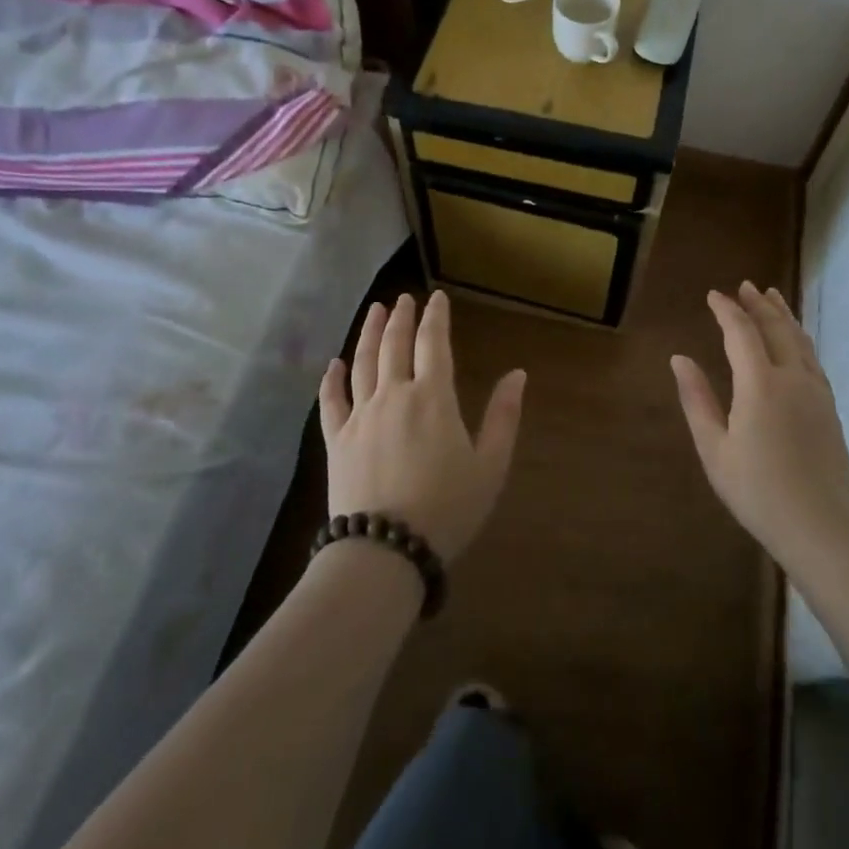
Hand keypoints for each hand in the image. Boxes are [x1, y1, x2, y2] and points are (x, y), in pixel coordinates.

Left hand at [319, 291, 524, 564]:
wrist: (385, 551)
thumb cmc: (447, 508)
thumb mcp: (490, 465)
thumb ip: (504, 416)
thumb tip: (517, 373)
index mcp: (433, 397)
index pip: (433, 343)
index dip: (436, 317)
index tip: (437, 298)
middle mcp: (394, 395)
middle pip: (394, 344)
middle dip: (400, 317)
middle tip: (403, 298)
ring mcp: (360, 416)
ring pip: (362, 363)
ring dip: (368, 333)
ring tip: (373, 311)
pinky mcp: (336, 440)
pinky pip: (331, 401)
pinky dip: (332, 379)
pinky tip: (334, 364)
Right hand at [671, 282, 848, 572]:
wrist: (821, 527)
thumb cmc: (758, 491)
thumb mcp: (714, 448)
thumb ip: (697, 399)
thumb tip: (679, 358)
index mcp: (760, 384)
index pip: (741, 332)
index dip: (726, 310)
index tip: (713, 295)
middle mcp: (792, 378)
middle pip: (776, 328)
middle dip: (758, 304)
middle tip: (746, 286)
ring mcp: (816, 392)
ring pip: (800, 340)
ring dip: (783, 315)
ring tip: (772, 297)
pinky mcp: (830, 408)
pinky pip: (813, 358)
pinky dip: (800, 338)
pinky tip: (796, 341)